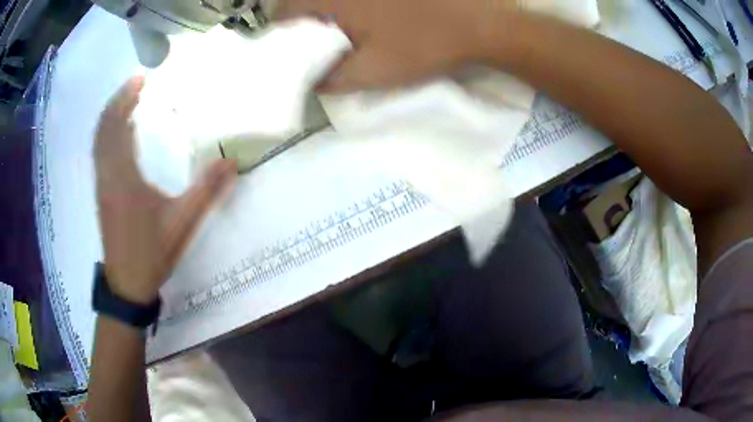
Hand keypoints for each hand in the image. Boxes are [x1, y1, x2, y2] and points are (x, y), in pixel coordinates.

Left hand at [94, 77, 237, 303]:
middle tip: (135, 82)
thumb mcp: (182, 223)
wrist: (127, 284)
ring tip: (127, 99)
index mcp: (124, 178)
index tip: (140, 79)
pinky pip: (99, 154)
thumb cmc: (152, 253)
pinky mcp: (101, 194)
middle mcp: (108, 175)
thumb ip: (206, 191)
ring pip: (99, 141)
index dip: (125, 100)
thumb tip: (232, 163)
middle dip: (117, 101)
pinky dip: (106, 134)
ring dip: (110, 116)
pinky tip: (120, 133)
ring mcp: (101, 185)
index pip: (118, 128)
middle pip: (104, 129)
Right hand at [277, 0, 517, 92]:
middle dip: (301, 19)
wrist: (479, 24)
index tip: (284, 48)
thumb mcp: (373, 72)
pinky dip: (349, 5)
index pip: (286, 10)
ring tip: (335, 32)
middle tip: (309, 41)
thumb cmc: (424, 46)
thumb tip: (310, 81)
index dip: (279, 30)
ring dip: (325, 11)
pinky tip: (362, 18)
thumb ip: (332, 80)